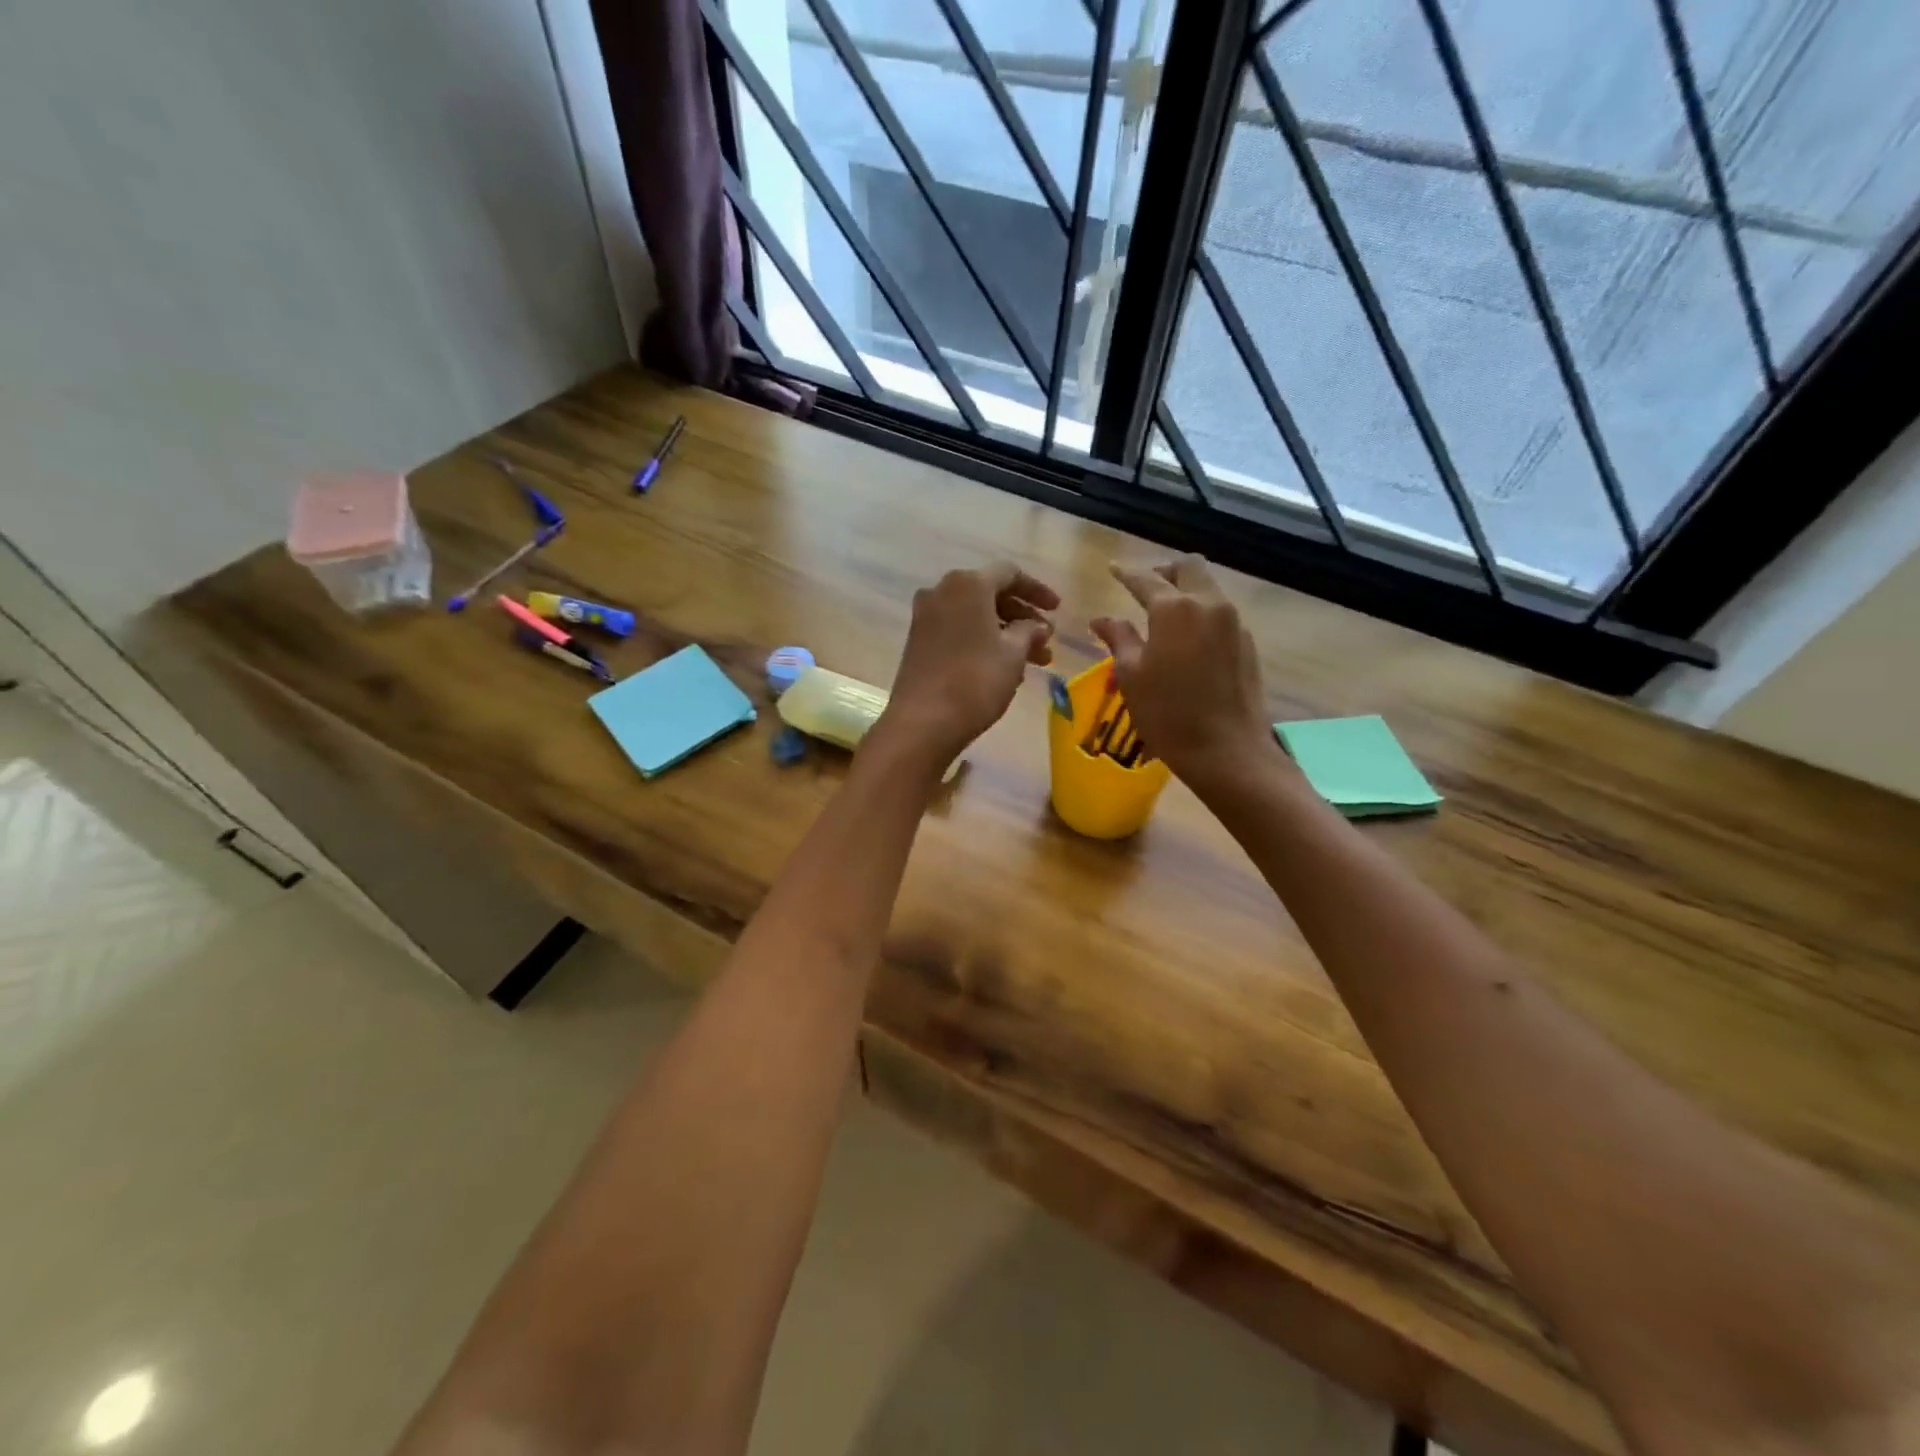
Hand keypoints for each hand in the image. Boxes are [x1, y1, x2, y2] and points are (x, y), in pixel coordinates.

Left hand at [876, 562, 1059, 764]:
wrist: (923, 721)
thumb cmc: (975, 681)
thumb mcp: (1013, 654)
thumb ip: (1030, 632)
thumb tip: (1038, 626)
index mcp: (968, 584)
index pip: (1010, 574)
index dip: (1038, 591)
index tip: (1058, 611)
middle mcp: (942, 591)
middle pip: (991, 594)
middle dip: (1023, 617)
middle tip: (1046, 642)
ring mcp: (926, 616)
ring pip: (975, 616)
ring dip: (1006, 633)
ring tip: (1034, 662)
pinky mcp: (918, 641)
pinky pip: (958, 630)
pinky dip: (983, 641)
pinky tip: (1003, 667)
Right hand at [1091, 555, 1279, 788]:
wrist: (1227, 750)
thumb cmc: (1167, 714)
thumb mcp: (1131, 676)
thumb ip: (1119, 638)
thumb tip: (1102, 619)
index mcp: (1175, 609)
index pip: (1146, 579)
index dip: (1126, 573)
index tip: (1113, 569)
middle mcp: (1209, 604)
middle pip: (1188, 567)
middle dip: (1164, 571)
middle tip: (1145, 587)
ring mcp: (1234, 623)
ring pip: (1209, 588)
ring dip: (1186, 591)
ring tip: (1165, 614)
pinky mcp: (1247, 643)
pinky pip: (1221, 613)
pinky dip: (1201, 613)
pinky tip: (1189, 640)